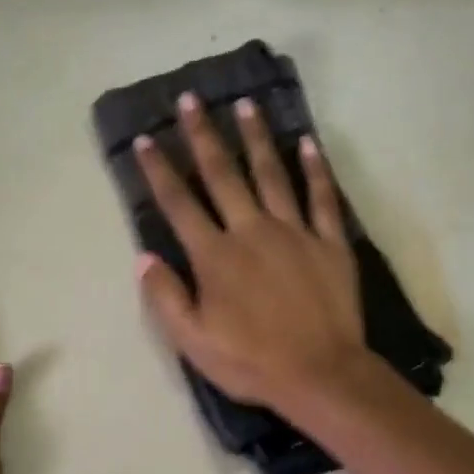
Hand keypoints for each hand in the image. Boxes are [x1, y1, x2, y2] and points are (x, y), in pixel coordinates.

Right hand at [135, 92, 366, 411]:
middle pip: (223, 175)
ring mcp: (295, 232)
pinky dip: (316, 169)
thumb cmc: (251, 362)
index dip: (159, 171)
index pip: (180, 204)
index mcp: (215, 257)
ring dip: (256, 138)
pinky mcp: (330, 243)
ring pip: (272, 174)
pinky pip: (322, 197)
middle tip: (191, 99)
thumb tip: (143, 258)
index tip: (147, 139)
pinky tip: (308, 142)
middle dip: (203, 136)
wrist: (320, 374)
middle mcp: (252, 231)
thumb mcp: (194, 342)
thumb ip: (166, 298)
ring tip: (245, 105)